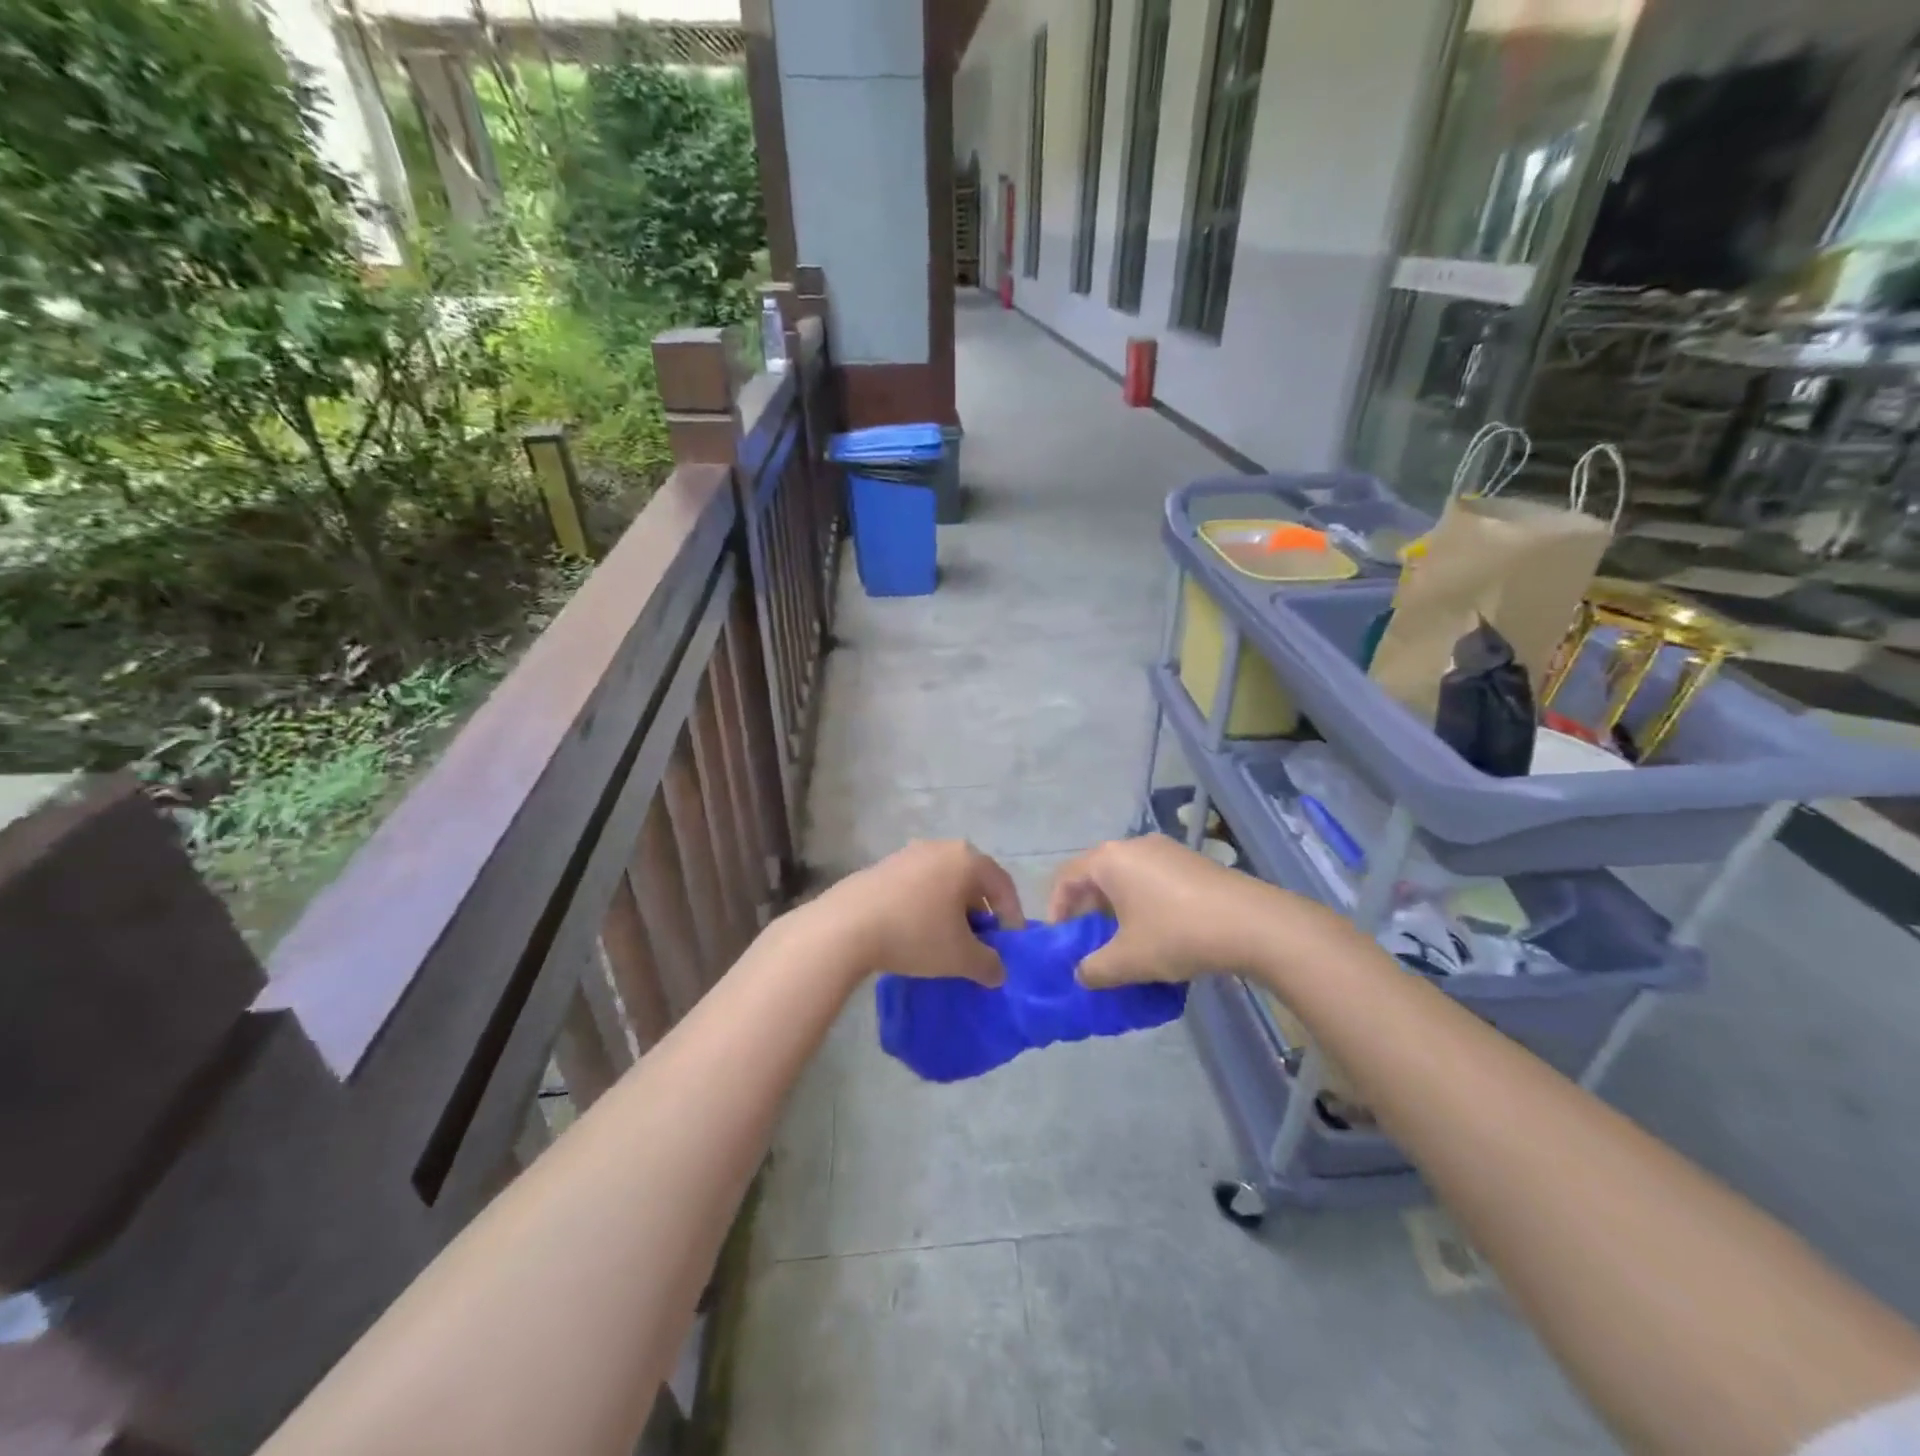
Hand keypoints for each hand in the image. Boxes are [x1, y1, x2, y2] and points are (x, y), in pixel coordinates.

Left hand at [806, 840, 1024, 986]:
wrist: (846, 927)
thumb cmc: (915, 934)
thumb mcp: (960, 957)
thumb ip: (989, 964)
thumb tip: (998, 971)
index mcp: (967, 859)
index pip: (1003, 885)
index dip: (1012, 916)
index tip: (1010, 945)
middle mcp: (940, 847)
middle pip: (973, 880)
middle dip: (980, 913)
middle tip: (980, 943)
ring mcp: (908, 853)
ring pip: (944, 882)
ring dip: (952, 909)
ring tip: (947, 940)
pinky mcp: (883, 866)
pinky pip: (918, 885)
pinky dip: (926, 905)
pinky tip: (916, 932)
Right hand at [1049, 836, 1296, 987]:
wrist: (1255, 925)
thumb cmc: (1178, 934)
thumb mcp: (1128, 959)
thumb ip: (1094, 969)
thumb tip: (1081, 974)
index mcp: (1109, 859)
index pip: (1066, 877)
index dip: (1056, 909)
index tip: (1062, 941)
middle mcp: (1134, 846)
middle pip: (1096, 875)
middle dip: (1088, 911)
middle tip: (1090, 944)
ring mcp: (1167, 851)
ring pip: (1127, 879)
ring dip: (1118, 910)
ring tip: (1124, 944)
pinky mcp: (1192, 863)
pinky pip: (1153, 881)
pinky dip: (1144, 905)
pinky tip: (1159, 935)